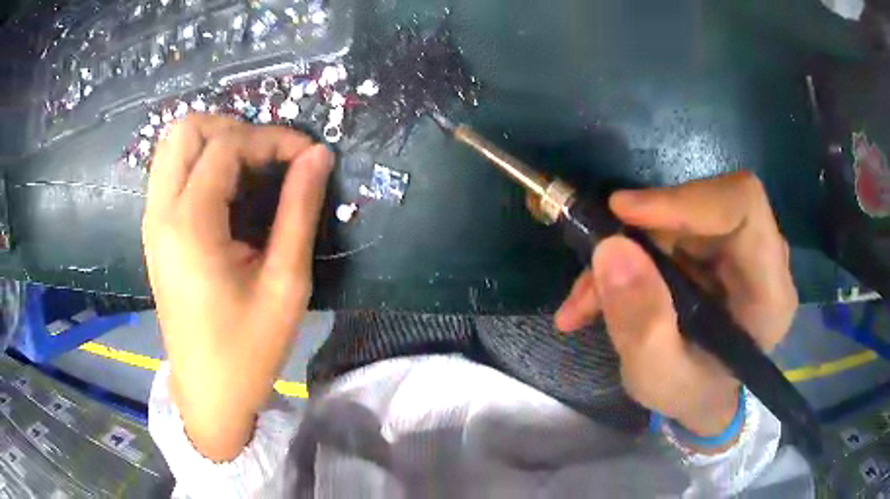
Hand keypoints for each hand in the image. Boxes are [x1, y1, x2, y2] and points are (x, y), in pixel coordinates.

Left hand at [142, 115, 333, 460]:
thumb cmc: (247, 349)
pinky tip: (228, 193)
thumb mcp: (285, 284)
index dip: (274, 139)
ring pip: (173, 146)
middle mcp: (161, 213)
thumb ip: (300, 211)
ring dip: (214, 141)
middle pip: (186, 129)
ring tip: (250, 169)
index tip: (309, 156)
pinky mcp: (155, 232)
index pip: (227, 145)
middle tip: (269, 157)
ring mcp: (152, 221)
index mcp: (190, 225)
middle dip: (233, 128)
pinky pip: (171, 171)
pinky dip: (200, 163)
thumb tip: (318, 155)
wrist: (208, 392)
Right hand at [555, 172, 796, 447]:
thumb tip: (611, 248)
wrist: (704, 397)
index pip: (743, 207)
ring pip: (677, 218)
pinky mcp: (715, 247)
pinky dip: (629, 257)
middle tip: (595, 276)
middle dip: (641, 235)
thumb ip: (641, 324)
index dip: (686, 199)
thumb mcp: (660, 378)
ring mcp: (739, 248)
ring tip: (588, 299)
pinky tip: (600, 294)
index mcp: (769, 291)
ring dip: (626, 250)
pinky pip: (668, 231)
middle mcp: (763, 257)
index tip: (624, 214)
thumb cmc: (693, 395)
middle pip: (702, 208)